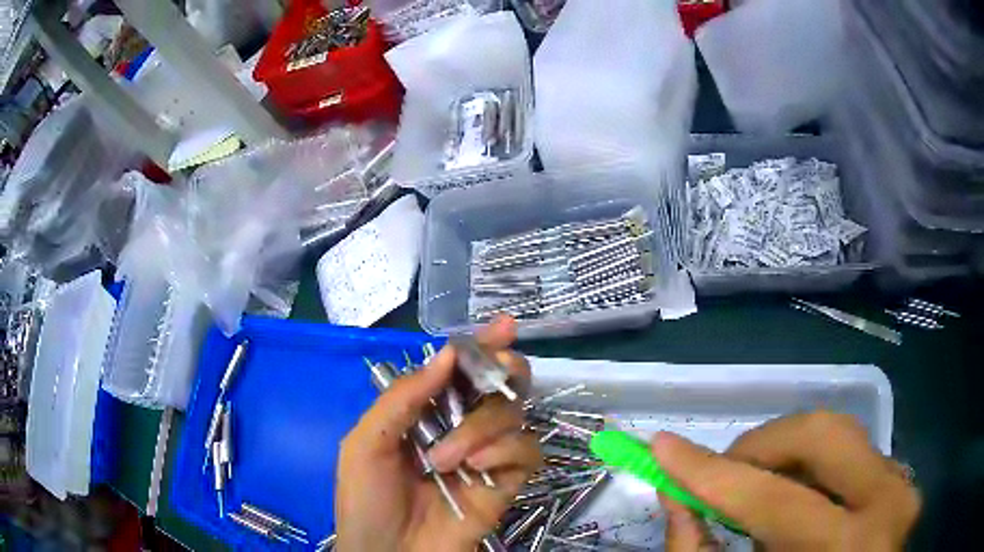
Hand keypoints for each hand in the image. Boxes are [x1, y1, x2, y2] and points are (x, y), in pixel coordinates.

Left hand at [335, 316, 541, 551]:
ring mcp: (487, 455)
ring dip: (482, 427)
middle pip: (500, 383)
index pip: (460, 371)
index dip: (482, 346)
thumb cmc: (366, 500)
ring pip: (513, 412)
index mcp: (425, 413)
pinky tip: (477, 467)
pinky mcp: (507, 482)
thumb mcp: (367, 443)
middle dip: (501, 370)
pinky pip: (527, 450)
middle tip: (497, 370)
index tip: (504, 325)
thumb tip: (446, 354)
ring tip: (446, 460)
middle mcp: (460, 427)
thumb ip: (403, 398)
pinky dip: (505, 450)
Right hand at [652, 411, 919, 550]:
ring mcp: (902, 487)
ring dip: (787, 454)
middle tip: (725, 473)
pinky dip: (813, 467)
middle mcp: (888, 504)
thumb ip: (700, 551)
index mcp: (846, 549)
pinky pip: (853, 453)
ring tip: (758, 488)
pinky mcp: (902, 482)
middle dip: (761, 445)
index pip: (774, 499)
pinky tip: (796, 498)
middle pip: (822, 436)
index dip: (712, 473)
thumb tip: (674, 493)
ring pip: (840, 435)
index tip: (663, 446)